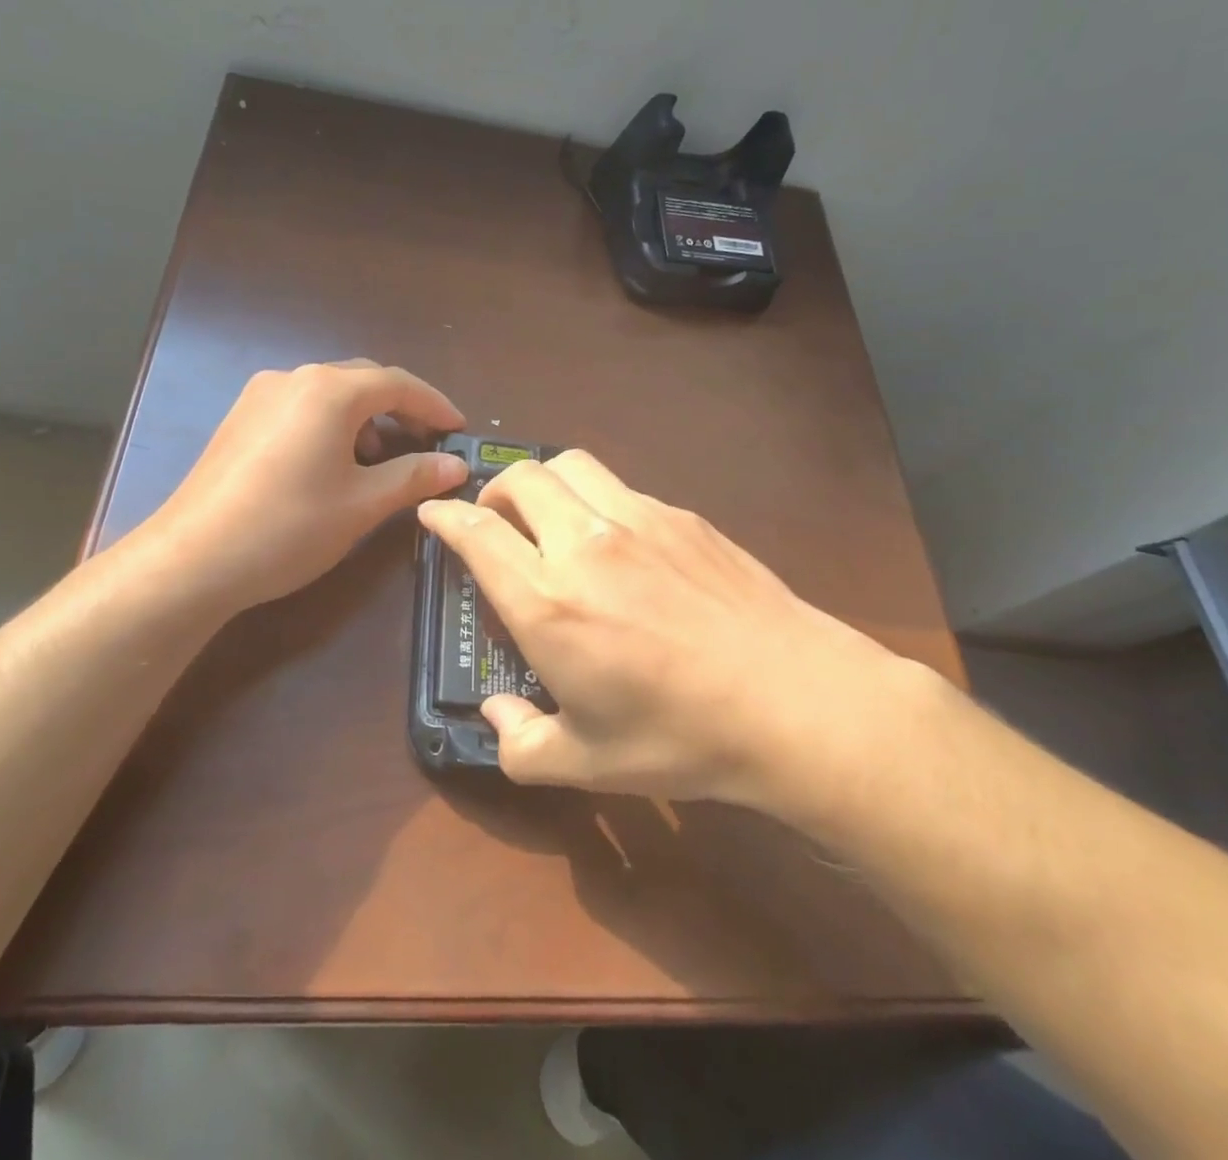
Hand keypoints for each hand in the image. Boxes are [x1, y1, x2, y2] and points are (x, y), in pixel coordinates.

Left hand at [129, 360, 467, 613]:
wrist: (193, 559)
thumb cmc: (290, 527)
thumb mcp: (363, 504)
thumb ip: (414, 476)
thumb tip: (455, 465)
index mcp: (330, 391)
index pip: (398, 384)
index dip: (435, 405)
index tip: (460, 430)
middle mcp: (294, 378)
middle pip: (363, 382)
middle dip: (401, 410)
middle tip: (427, 446)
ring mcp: (261, 396)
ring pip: (330, 396)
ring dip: (365, 420)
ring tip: (382, 463)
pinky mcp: (240, 419)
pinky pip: (301, 409)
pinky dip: (332, 426)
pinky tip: (336, 465)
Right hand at [417, 450, 925, 813]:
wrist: (795, 700)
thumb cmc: (681, 736)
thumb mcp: (586, 762)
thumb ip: (521, 744)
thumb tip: (494, 717)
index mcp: (547, 601)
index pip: (476, 534)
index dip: (445, 518)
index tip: (433, 515)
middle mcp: (584, 543)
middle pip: (520, 478)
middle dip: (493, 491)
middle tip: (495, 521)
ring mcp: (638, 519)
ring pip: (570, 465)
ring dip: (544, 481)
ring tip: (550, 517)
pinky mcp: (682, 515)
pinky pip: (621, 487)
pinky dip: (596, 499)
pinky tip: (618, 542)